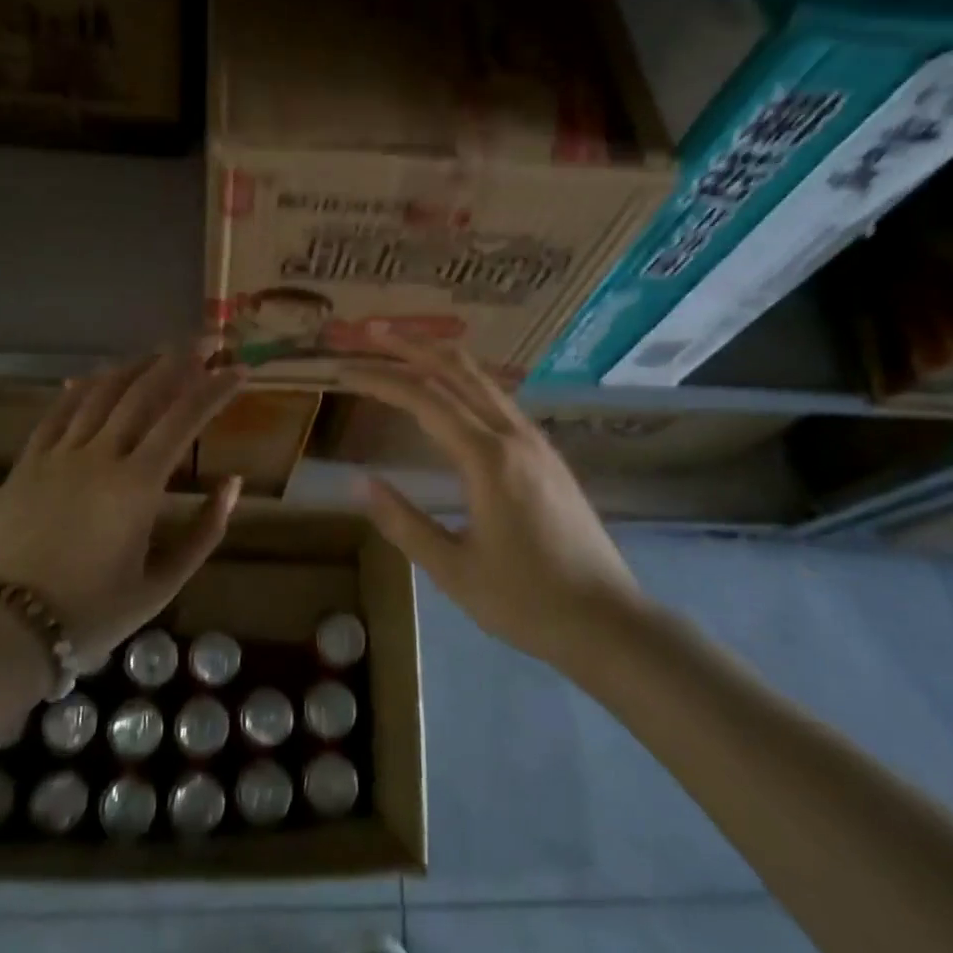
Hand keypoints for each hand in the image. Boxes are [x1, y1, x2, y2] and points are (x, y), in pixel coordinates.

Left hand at [0, 345, 246, 659]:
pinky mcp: (29, 462)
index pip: (185, 418)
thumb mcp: (161, 586)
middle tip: (206, 341)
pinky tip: (94, 376)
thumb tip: (233, 484)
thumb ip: (204, 533)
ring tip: (160, 352)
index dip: (216, 388)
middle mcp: (100, 455)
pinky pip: (58, 410)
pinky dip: (81, 387)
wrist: (4, 630)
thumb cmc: (91, 613)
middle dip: (180, 360)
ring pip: (101, 392)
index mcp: (137, 485)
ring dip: (135, 365)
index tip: (239, 369)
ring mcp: (59, 454)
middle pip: (144, 391)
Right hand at [342, 339, 642, 665]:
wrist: (609, 621)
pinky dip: (466, 381)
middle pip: (458, 372)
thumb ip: (403, 523)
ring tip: (405, 347)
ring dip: (441, 358)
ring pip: (483, 380)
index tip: (344, 370)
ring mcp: (536, 442)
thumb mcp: (453, 570)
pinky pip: (499, 400)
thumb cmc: (526, 602)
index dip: (381, 380)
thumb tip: (359, 484)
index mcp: (488, 459)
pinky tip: (453, 391)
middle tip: (372, 331)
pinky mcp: (547, 455)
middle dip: (413, 346)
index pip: (424, 400)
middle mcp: (513, 436)